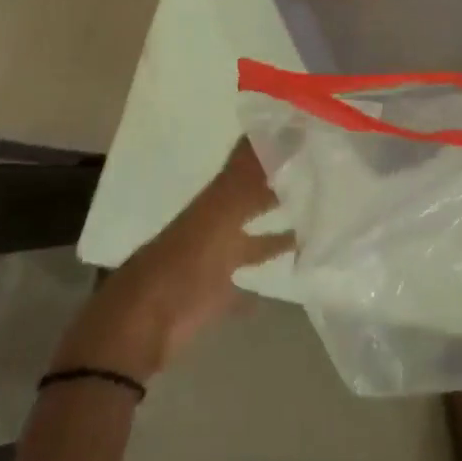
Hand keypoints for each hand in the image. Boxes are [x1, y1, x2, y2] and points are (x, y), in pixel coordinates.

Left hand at [50, 140, 294, 383]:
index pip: (248, 161)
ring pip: (254, 240)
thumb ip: (250, 177)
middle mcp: (217, 223)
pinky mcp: (216, 296)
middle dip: (280, 186)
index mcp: (216, 199)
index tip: (305, 133)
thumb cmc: (184, 263)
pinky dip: (261, 282)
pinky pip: (244, 285)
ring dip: (279, 233)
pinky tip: (284, 281)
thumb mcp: (220, 212)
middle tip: (318, 174)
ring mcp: (216, 260)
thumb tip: (284, 134)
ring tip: (315, 225)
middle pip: (253, 199)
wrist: (143, 328)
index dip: (271, 146)